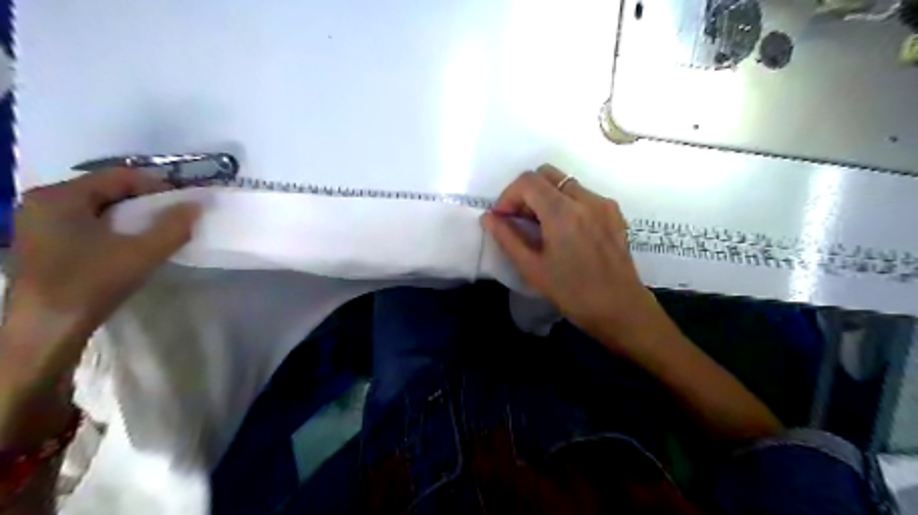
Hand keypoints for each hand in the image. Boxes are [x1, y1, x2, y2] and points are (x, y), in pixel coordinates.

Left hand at [1, 170, 199, 390]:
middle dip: (145, 201)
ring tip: (156, 231)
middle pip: (106, 189)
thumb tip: (197, 204)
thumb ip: (174, 226)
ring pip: (98, 207)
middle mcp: (43, 202)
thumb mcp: (143, 253)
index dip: (157, 186)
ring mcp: (38, 222)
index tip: (183, 204)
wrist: (47, 327)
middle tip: (174, 217)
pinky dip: (114, 227)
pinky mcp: (42, 242)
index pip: (119, 176)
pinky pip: (87, 222)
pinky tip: (130, 244)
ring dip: (131, 215)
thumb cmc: (92, 282)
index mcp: (60, 196)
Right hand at [481, 165, 659, 350]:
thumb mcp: (532, 268)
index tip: (503, 218)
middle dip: (526, 192)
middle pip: (547, 173)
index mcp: (562, 212)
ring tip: (541, 227)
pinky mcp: (614, 212)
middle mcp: (585, 199)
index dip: (508, 196)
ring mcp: (603, 203)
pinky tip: (564, 231)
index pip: (527, 181)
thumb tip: (488, 218)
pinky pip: (582, 194)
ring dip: (545, 196)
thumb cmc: (572, 293)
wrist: (620, 308)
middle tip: (519, 219)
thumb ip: (507, 238)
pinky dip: (565, 203)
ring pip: (565, 182)